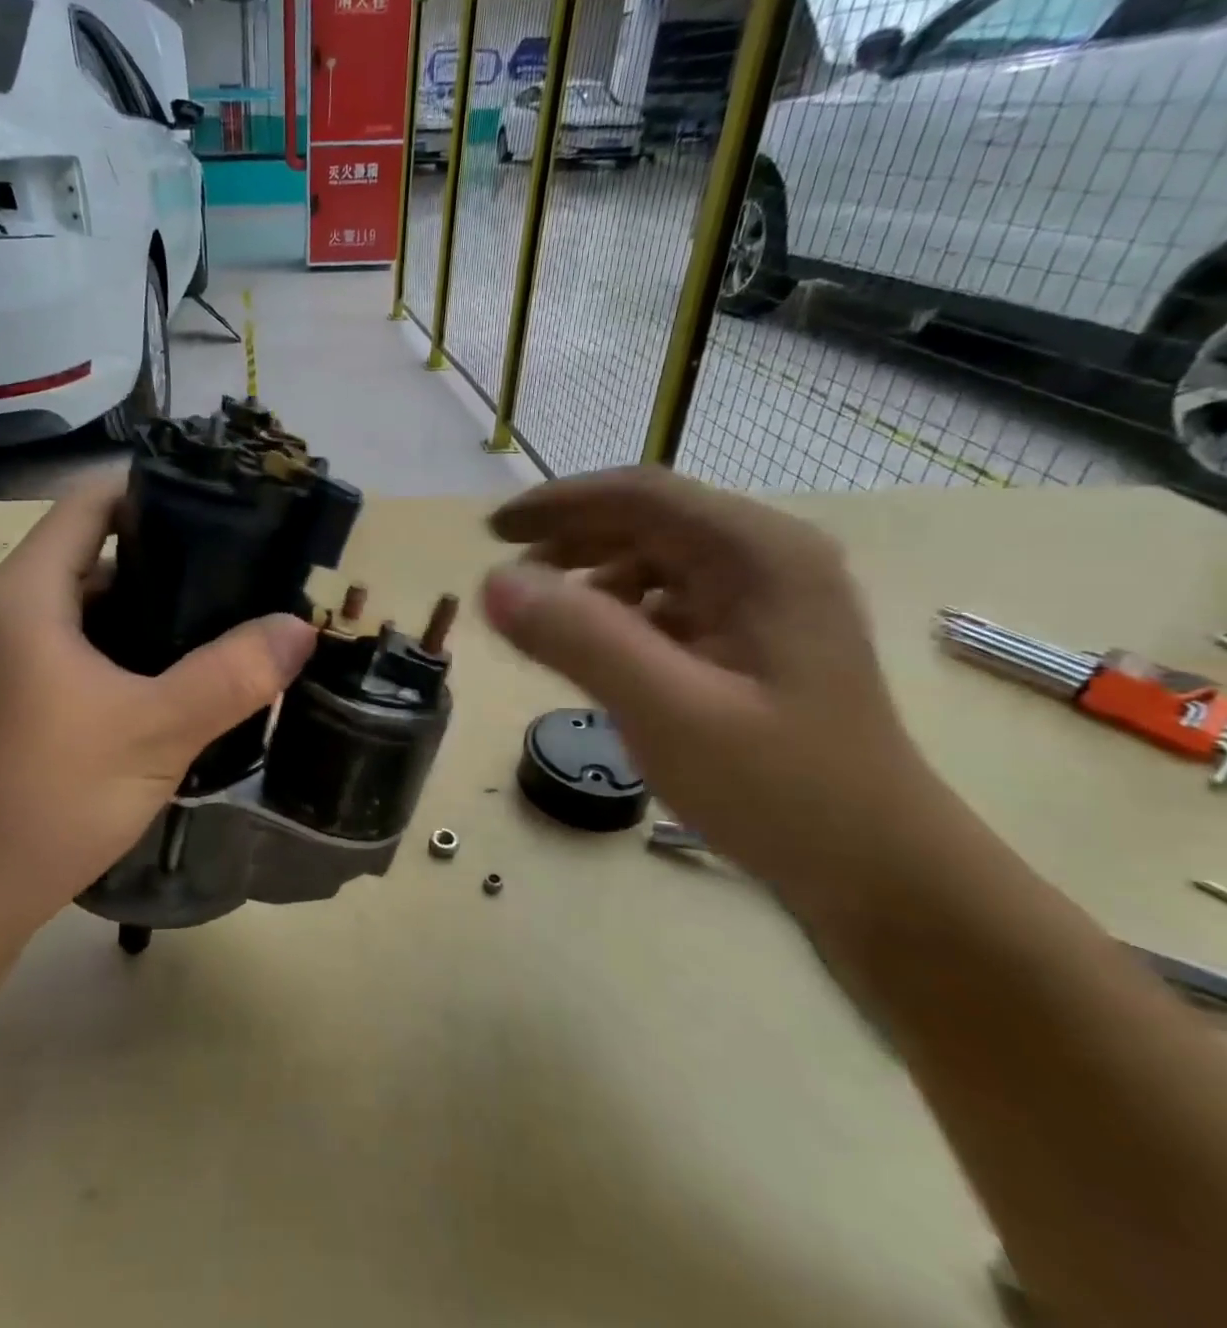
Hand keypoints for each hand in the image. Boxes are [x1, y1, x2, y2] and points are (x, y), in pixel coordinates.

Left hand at [0, 469, 317, 945]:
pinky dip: (125, 644)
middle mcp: (6, 608)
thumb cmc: (50, 798)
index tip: (222, 507)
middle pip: (93, 549)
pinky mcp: (11, 691)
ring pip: (88, 603)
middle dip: (167, 554)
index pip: (90, 501)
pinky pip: (76, 642)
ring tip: (223, 617)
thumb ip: (232, 675)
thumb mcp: (156, 732)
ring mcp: (3, 652)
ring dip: (150, 606)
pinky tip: (178, 671)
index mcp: (26, 593)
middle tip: (241, 570)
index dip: (154, 490)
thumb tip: (300, 628)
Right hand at [481, 467, 928, 885]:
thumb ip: (580, 639)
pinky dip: (619, 613)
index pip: (640, 495)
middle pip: (648, 521)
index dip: (557, 504)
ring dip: (591, 577)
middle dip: (569, 540)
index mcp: (760, 555)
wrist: (881, 876)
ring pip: (656, 561)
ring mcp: (767, 600)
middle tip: (507, 578)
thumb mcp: (669, 713)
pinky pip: (670, 602)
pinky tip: (599, 651)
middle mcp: (768, 559)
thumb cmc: (783, 791)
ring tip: (544, 619)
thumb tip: (494, 582)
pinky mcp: (756, 638)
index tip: (491, 534)